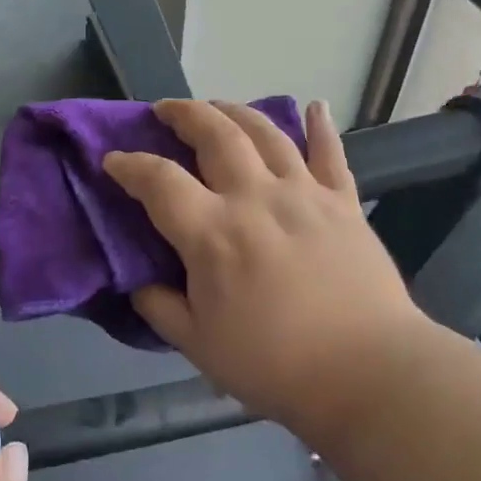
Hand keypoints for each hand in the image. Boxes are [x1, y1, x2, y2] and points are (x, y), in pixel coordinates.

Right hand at [103, 99, 428, 445]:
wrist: (366, 373)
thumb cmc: (274, 365)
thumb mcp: (197, 345)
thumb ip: (160, 307)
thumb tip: (139, 282)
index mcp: (212, 233)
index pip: (159, 181)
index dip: (129, 165)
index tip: (113, 160)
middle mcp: (255, 198)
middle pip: (215, 135)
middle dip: (185, 115)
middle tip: (166, 110)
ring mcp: (304, 195)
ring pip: (267, 133)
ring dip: (236, 112)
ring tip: (219, 107)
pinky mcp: (344, 204)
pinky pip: (331, 154)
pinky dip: (321, 127)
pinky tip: (314, 108)